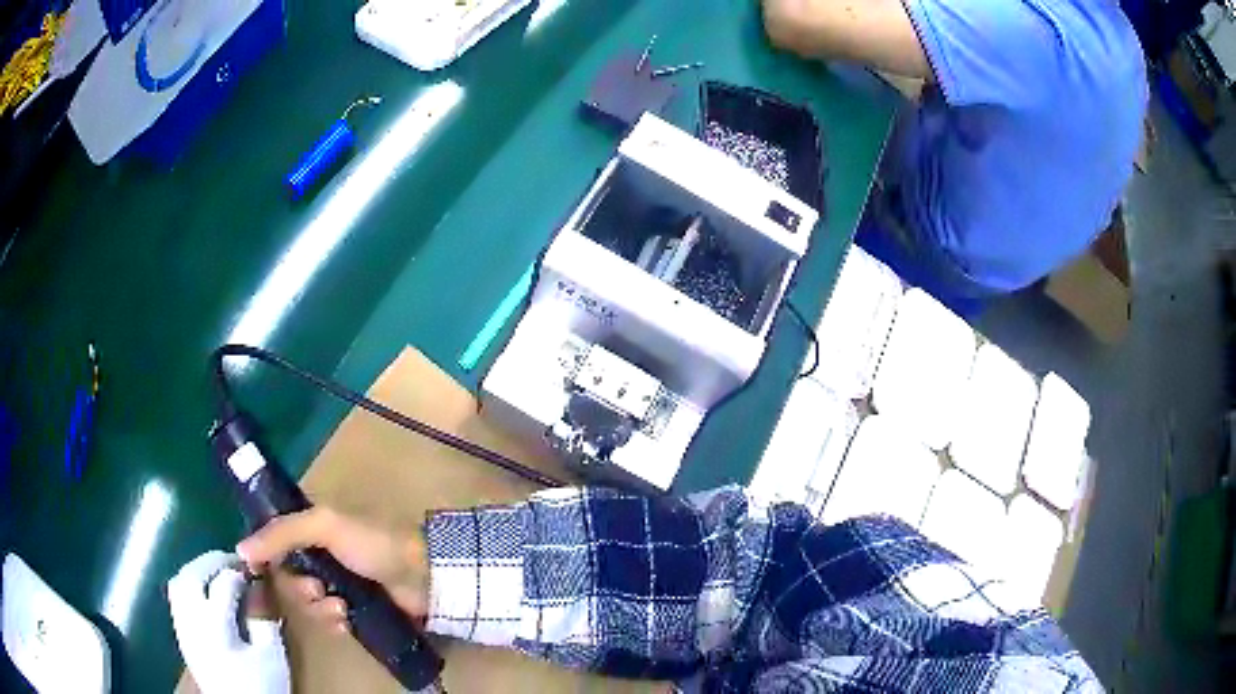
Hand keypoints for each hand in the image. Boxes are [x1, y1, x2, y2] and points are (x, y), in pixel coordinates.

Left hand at [167, 551, 289, 693]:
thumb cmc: (261, 686)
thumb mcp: (273, 657)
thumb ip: (264, 621)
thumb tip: (258, 592)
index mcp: (216, 626)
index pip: (223, 583)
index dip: (239, 571)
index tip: (253, 569)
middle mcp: (192, 620)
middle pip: (193, 574)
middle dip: (212, 561)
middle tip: (232, 561)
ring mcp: (182, 626)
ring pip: (178, 581)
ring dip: (196, 570)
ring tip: (215, 571)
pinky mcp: (180, 633)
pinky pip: (176, 597)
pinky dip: (188, 585)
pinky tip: (204, 592)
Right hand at [236, 508, 427, 632]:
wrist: (422, 576)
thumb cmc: (373, 542)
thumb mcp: (324, 526)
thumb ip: (281, 534)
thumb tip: (240, 550)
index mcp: (311, 530)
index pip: (275, 545)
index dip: (265, 559)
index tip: (257, 571)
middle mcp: (320, 558)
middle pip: (289, 581)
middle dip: (301, 591)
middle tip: (319, 590)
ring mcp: (338, 586)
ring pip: (308, 605)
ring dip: (320, 610)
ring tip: (341, 607)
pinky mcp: (355, 611)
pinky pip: (330, 622)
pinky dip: (334, 624)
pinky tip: (347, 621)